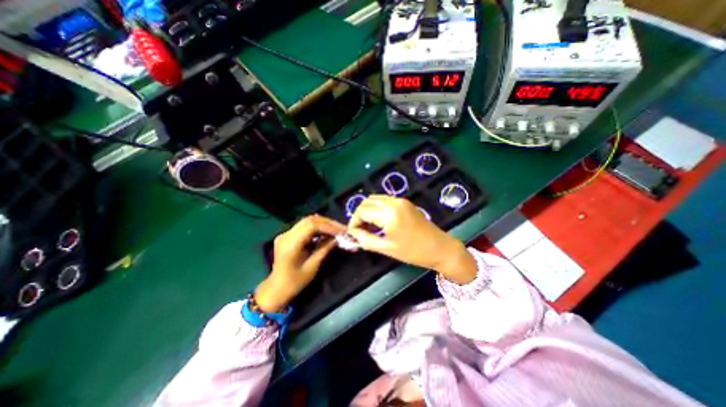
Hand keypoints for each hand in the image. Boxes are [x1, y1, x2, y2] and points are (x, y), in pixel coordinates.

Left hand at [254, 217, 344, 311]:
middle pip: (310, 220)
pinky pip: (305, 226)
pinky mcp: (289, 235)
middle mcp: (287, 234)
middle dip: (328, 223)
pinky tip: (327, 232)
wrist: (276, 289)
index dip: (328, 226)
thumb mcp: (312, 266)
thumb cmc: (295, 282)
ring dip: (324, 224)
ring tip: (337, 230)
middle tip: (342, 229)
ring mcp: (286, 233)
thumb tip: (338, 237)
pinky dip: (318, 227)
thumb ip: (325, 248)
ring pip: (308, 221)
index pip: (311, 226)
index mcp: (290, 244)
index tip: (342, 231)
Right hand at [349, 196, 480, 283]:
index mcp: (388, 213)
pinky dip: (377, 208)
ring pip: (375, 199)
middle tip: (359, 230)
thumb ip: (366, 240)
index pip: (362, 212)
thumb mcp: (387, 248)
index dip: (354, 222)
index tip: (352, 233)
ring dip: (368, 210)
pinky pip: (385, 200)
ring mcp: (400, 200)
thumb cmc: (413, 252)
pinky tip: (378, 220)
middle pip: (367, 202)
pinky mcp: (405, 202)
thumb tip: (353, 234)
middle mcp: (393, 202)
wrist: (440, 248)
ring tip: (368, 226)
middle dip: (359, 215)